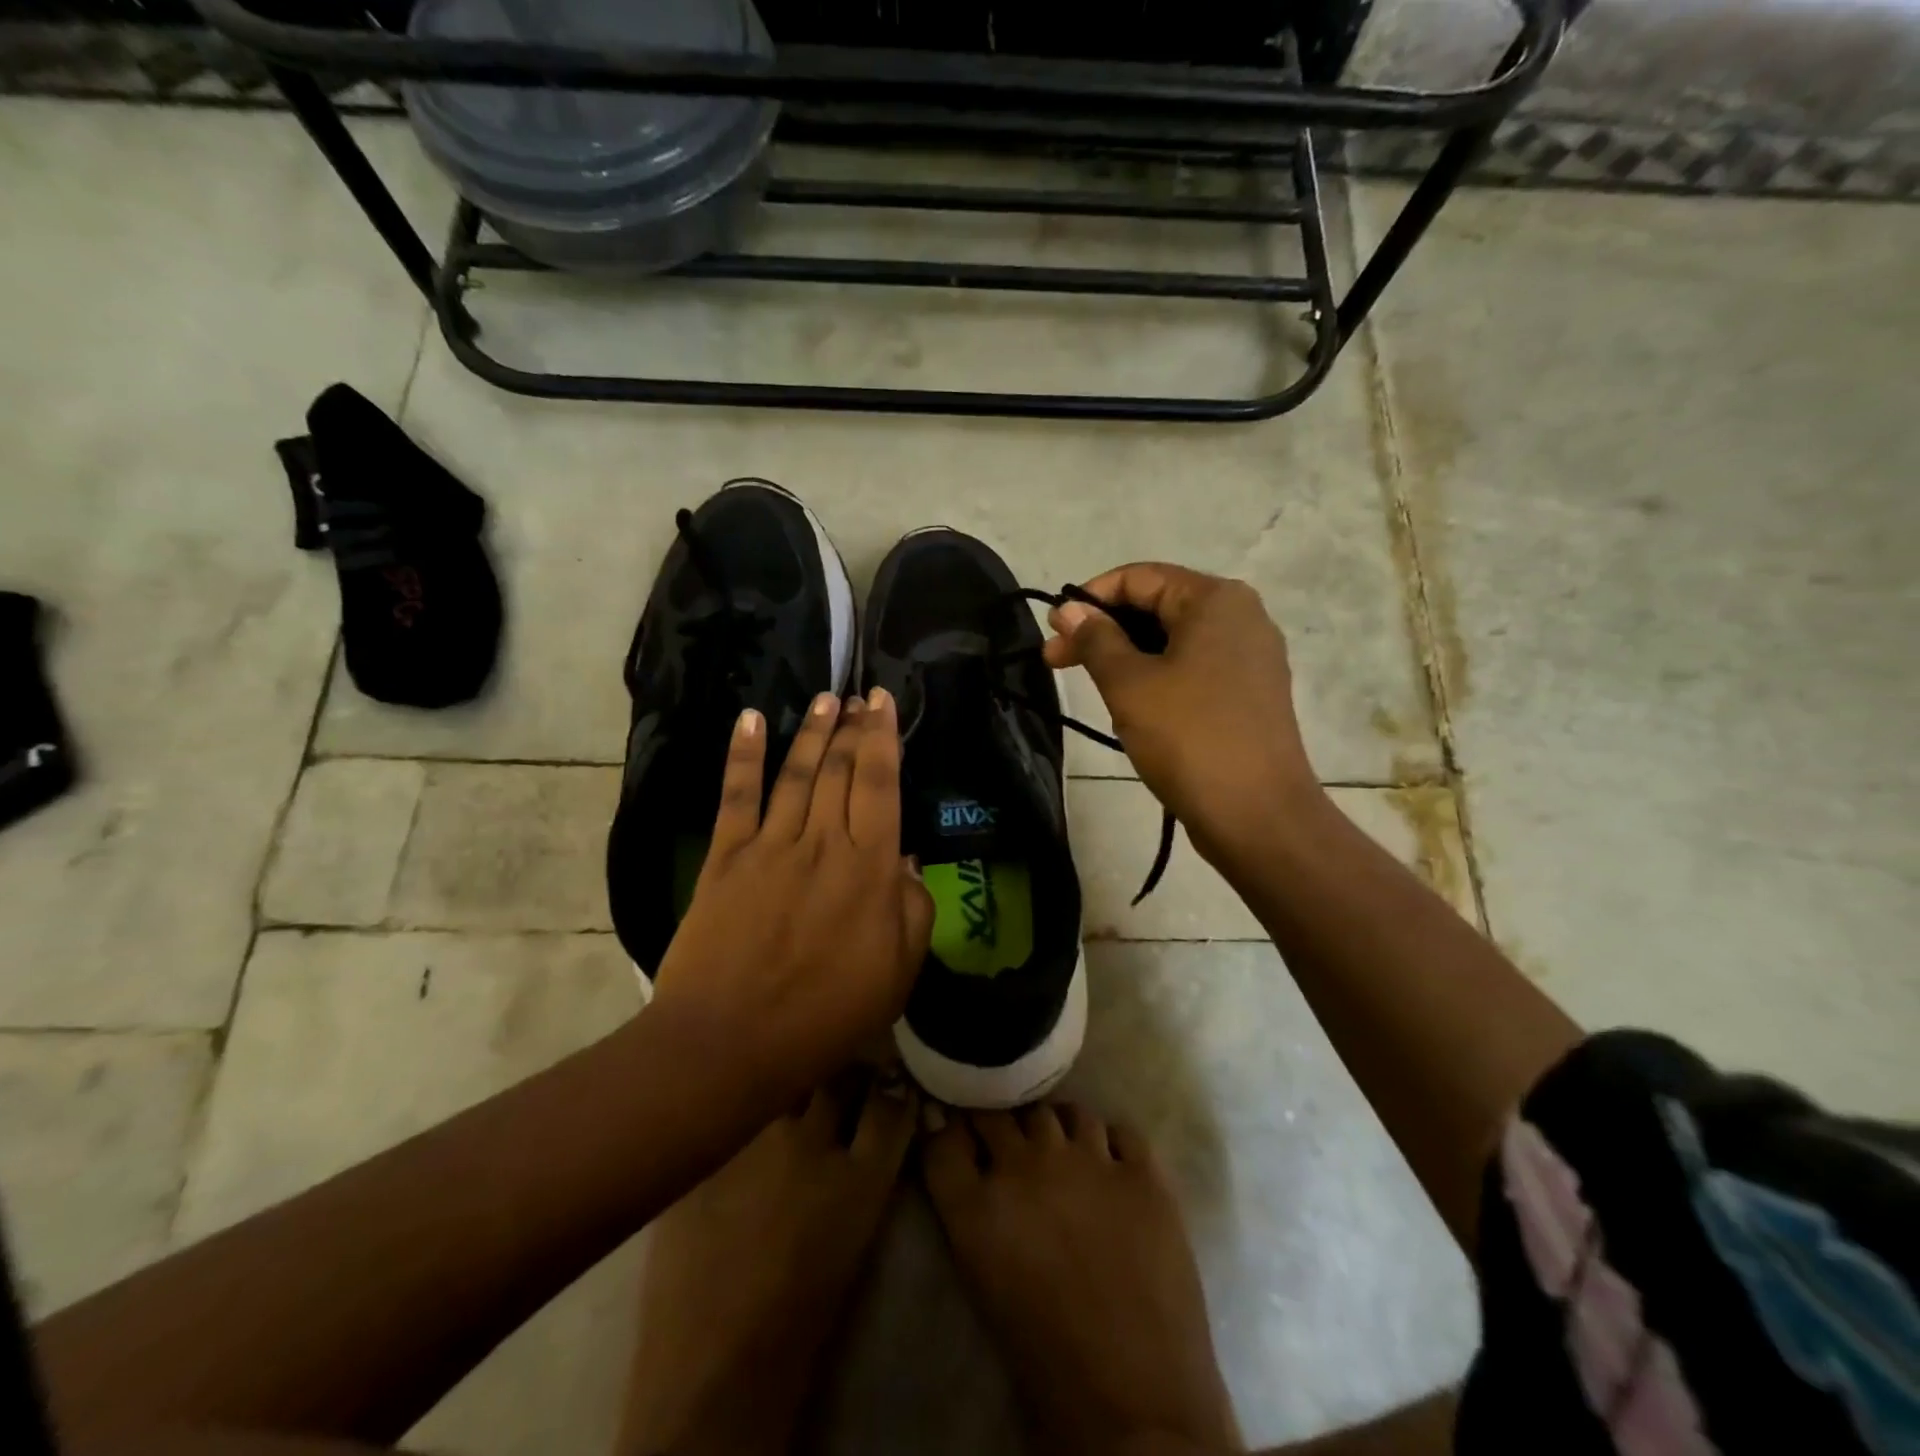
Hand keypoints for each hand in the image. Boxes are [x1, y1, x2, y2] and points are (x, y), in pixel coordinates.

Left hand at [652, 689, 933, 1106]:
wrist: (730, 1043)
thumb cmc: (825, 1016)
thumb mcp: (898, 973)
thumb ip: (912, 909)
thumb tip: (906, 860)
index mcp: (869, 869)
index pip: (880, 785)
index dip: (883, 739)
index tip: (884, 701)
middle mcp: (822, 843)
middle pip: (840, 770)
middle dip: (852, 728)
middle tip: (858, 697)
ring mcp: (770, 846)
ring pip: (796, 774)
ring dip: (812, 732)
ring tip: (824, 700)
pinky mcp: (725, 858)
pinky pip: (737, 796)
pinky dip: (743, 754)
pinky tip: (750, 720)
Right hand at [1042, 563, 1319, 861]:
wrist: (1257, 815)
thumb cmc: (1189, 737)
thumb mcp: (1129, 684)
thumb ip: (1095, 639)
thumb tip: (1069, 610)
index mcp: (1215, 600)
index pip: (1139, 577)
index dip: (1089, 598)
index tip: (1053, 632)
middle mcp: (1241, 617)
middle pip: (1157, 607)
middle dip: (1103, 631)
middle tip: (1055, 662)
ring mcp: (1250, 657)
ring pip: (1173, 642)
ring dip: (1126, 658)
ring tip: (1092, 690)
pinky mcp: (1250, 694)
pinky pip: (1193, 669)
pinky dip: (1157, 678)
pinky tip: (1131, 709)